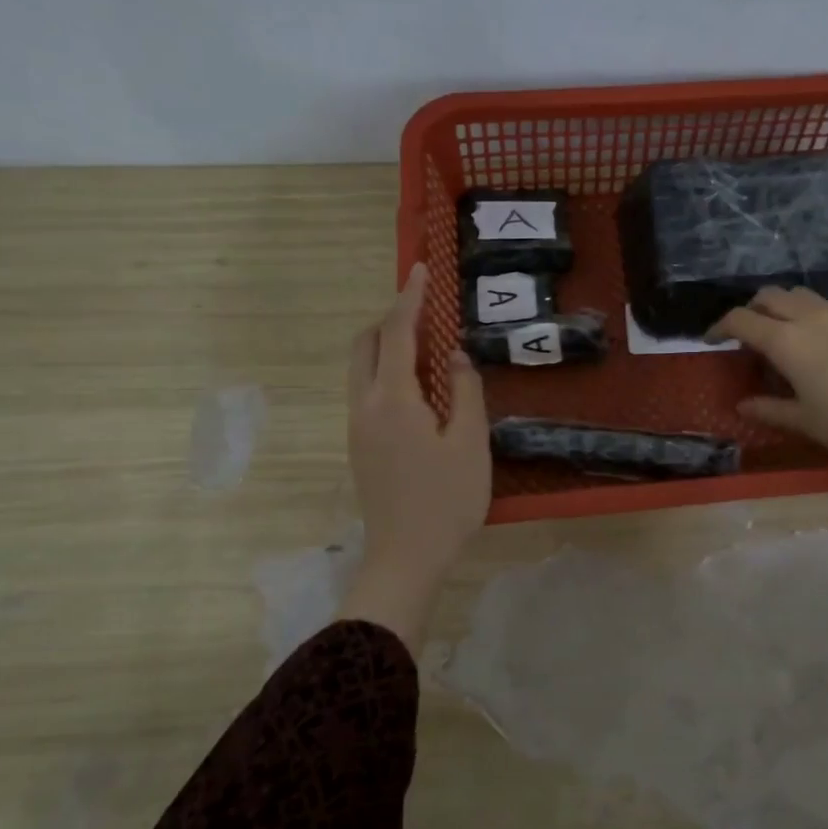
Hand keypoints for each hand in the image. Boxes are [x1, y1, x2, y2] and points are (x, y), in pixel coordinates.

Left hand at [338, 263, 490, 649]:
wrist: (406, 558)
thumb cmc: (446, 500)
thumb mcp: (470, 443)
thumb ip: (465, 391)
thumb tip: (454, 357)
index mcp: (393, 400)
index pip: (397, 334)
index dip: (409, 299)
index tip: (420, 270)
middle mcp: (365, 405)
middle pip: (365, 345)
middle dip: (390, 319)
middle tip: (423, 311)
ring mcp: (357, 427)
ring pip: (361, 368)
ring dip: (386, 345)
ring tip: (425, 346)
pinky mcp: (359, 446)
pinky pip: (366, 390)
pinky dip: (385, 371)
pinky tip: (417, 387)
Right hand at [713, 287, 827, 526]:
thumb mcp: (805, 421)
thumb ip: (769, 409)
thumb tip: (742, 405)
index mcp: (787, 342)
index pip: (742, 320)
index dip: (720, 327)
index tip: (711, 340)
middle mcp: (810, 319)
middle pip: (769, 295)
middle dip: (750, 309)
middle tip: (745, 335)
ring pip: (798, 294)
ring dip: (779, 305)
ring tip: (779, 333)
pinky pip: (823, 305)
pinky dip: (805, 313)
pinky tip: (814, 342)